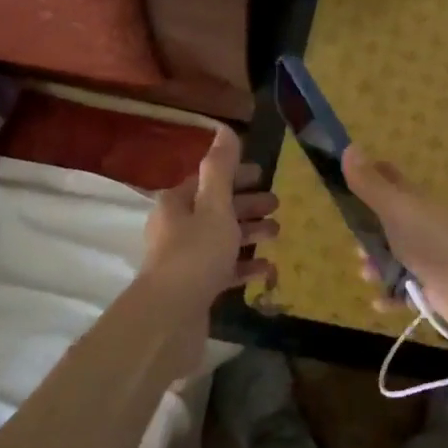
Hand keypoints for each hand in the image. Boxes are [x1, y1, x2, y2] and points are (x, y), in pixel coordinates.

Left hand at [141, 126, 278, 306]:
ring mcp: (185, 260)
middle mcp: (176, 228)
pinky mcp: (195, 288)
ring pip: (222, 239)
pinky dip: (245, 265)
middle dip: (248, 204)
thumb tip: (224, 129)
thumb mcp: (214, 205)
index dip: (235, 175)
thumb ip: (222, 168)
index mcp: (176, 204)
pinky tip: (267, 268)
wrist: (169, 317)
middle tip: (277, 203)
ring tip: (278, 233)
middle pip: (217, 209)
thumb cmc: (195, 252)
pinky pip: (224, 270)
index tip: (262, 174)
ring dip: (250, 233)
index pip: (208, 180)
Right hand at [342, 145, 447, 344]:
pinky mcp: (432, 287)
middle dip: (367, 231)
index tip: (346, 181)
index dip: (370, 175)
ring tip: (365, 274)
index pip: (390, 179)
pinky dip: (391, 295)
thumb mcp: (396, 210)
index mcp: (415, 202)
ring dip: (376, 265)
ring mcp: (428, 257)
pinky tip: (378, 302)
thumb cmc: (433, 243)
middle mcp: (421, 225)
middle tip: (354, 243)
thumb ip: (370, 185)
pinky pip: (405, 290)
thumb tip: (348, 147)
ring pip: (394, 257)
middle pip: (388, 222)